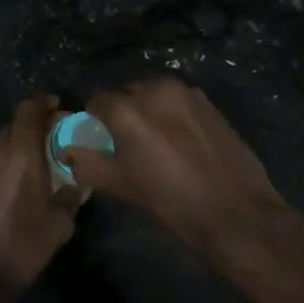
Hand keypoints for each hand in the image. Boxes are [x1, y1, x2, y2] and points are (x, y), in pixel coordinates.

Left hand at [0, 96, 81, 297]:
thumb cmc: (19, 249)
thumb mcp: (58, 225)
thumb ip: (71, 195)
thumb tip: (80, 181)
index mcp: (19, 154)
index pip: (29, 110)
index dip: (45, 104)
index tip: (59, 107)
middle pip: (16, 125)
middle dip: (35, 128)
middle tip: (55, 142)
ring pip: (1, 142)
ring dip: (18, 146)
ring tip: (37, 165)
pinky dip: (4, 161)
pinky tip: (15, 182)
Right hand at [61, 77, 294, 261]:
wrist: (236, 212)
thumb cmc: (172, 203)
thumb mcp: (121, 186)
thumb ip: (88, 164)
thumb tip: (67, 151)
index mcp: (127, 109)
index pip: (96, 100)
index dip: (93, 119)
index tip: (98, 138)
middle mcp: (154, 89)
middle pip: (125, 93)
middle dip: (121, 111)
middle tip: (126, 142)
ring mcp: (185, 92)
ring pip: (152, 93)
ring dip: (147, 109)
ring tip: (156, 141)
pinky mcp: (207, 101)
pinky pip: (176, 100)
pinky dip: (170, 112)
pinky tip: (180, 140)